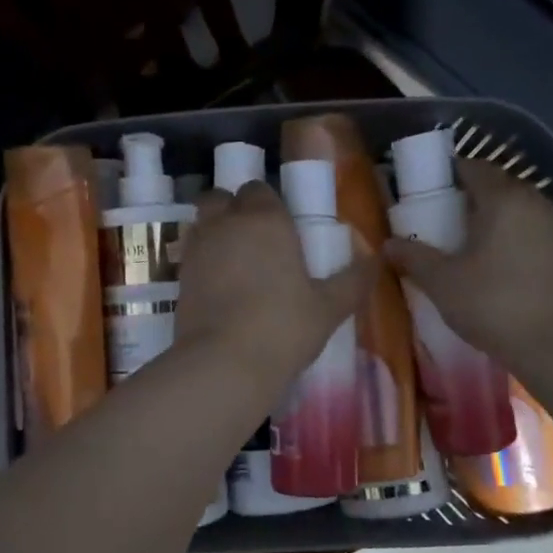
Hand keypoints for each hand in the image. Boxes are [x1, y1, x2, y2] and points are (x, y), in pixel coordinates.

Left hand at [175, 181, 373, 390]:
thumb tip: (374, 261)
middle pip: (221, 198)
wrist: (224, 363)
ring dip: (215, 232)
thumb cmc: (284, 327)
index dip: (268, 204)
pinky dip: (203, 262)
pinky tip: (219, 288)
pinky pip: (191, 255)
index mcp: (265, 219)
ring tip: (235, 263)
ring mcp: (197, 249)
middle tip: (254, 240)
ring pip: (202, 223)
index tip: (282, 229)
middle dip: (233, 209)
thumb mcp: (329, 308)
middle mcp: (226, 224)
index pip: (259, 190)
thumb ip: (353, 281)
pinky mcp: (178, 277)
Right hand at [383, 157, 552, 368]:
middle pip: (498, 187)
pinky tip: (499, 269)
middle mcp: (536, 202)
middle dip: (469, 200)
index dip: (448, 176)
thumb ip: (415, 258)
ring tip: (469, 249)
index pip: (473, 167)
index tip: (427, 196)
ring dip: (494, 221)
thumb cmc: (496, 305)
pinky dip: (514, 240)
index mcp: (504, 199)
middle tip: (442, 225)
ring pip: (519, 211)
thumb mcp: (443, 284)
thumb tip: (388, 244)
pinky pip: (534, 233)